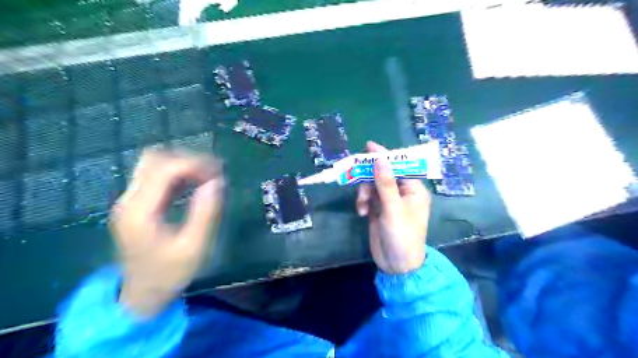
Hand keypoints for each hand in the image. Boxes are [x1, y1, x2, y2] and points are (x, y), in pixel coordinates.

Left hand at [111, 149, 225, 318]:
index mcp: (139, 211)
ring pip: (154, 166)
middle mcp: (129, 200)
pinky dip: (178, 175)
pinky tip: (196, 184)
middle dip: (188, 160)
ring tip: (209, 176)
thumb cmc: (170, 274)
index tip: (220, 172)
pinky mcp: (137, 206)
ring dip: (183, 166)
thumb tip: (218, 181)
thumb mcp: (194, 246)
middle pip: (155, 160)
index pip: (165, 169)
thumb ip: (206, 212)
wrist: (142, 296)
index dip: (194, 164)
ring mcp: (130, 202)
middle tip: (214, 172)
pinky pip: (156, 179)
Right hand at [357, 142, 430, 271]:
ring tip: (362, 205)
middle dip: (369, 178)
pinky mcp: (378, 209)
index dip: (384, 156)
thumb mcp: (393, 208)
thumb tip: (380, 158)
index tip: (368, 146)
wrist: (396, 265)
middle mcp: (402, 192)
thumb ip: (385, 183)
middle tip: (356, 177)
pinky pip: (368, 197)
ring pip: (372, 185)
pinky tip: (361, 212)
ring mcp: (389, 201)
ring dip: (364, 192)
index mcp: (413, 189)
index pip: (399, 166)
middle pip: (382, 174)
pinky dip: (363, 201)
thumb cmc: (402, 236)